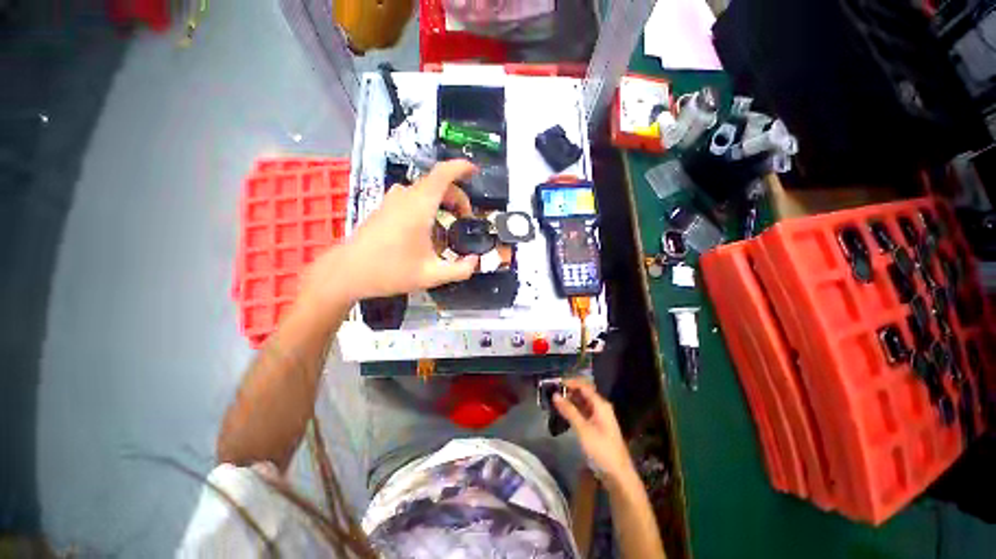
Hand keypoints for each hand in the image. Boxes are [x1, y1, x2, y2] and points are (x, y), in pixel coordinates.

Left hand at [300, 160, 478, 306]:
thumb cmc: (390, 272)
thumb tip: (475, 261)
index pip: (443, 174)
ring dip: (443, 201)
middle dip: (457, 197)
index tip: (475, 172)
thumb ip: (460, 270)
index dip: (461, 168)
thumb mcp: (432, 275)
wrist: (347, 272)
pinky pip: (413, 198)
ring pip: (425, 190)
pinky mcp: (385, 208)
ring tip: (450, 223)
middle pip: (437, 184)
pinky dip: (428, 206)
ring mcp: (392, 200)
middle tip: (466, 219)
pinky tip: (430, 230)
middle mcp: (405, 197)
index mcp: (419, 206)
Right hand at [553, 379, 635, 482]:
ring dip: (569, 400)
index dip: (569, 382)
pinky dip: (573, 410)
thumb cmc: (601, 450)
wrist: (618, 475)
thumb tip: (555, 395)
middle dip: (568, 390)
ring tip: (554, 400)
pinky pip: (583, 412)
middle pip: (583, 392)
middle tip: (551, 391)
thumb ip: (569, 411)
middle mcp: (600, 407)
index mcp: (600, 404)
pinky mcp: (596, 427)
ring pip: (582, 402)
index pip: (583, 385)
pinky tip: (563, 412)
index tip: (554, 382)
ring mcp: (599, 417)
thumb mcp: (583, 429)